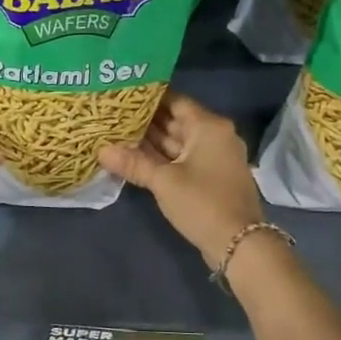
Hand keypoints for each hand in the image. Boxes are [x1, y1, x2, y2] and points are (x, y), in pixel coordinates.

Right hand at [98, 92, 265, 269]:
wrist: (240, 244)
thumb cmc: (202, 203)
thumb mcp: (164, 181)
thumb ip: (133, 163)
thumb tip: (100, 150)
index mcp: (208, 126)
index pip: (175, 100)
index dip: (148, 97)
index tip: (121, 94)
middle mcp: (214, 135)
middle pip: (175, 120)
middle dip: (145, 120)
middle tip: (113, 114)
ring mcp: (214, 157)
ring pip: (177, 142)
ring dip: (151, 141)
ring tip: (117, 133)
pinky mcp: (210, 177)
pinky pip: (182, 158)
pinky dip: (161, 157)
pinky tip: (135, 157)